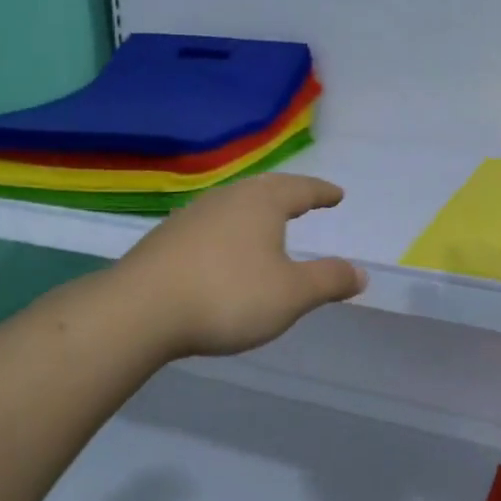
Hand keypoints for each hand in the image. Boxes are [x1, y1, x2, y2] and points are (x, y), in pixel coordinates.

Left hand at [116, 174, 367, 358]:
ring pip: (234, 204)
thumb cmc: (228, 295)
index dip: (322, 193)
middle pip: (265, 189)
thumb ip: (328, 281)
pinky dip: (230, 230)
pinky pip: (211, 225)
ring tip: (267, 223)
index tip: (337, 195)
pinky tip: (224, 249)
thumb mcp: (291, 295)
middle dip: (289, 195)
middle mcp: (227, 199)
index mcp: (262, 203)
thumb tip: (361, 272)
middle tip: (305, 200)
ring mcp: (192, 216)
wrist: (140, 311)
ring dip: (256, 211)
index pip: (301, 189)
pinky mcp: (167, 238)